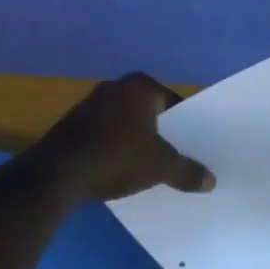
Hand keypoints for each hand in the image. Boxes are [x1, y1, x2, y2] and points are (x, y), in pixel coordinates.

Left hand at [30, 73, 215, 201]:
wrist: (58, 174)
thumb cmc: (117, 157)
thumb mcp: (160, 167)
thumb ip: (187, 171)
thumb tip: (211, 181)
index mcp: (139, 86)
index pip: (172, 101)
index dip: (184, 124)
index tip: (190, 145)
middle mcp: (114, 86)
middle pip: (147, 111)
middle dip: (159, 132)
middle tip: (173, 156)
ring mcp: (89, 103)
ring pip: (124, 122)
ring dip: (134, 139)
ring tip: (147, 165)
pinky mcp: (71, 124)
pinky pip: (103, 133)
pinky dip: (113, 147)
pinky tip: (117, 168)